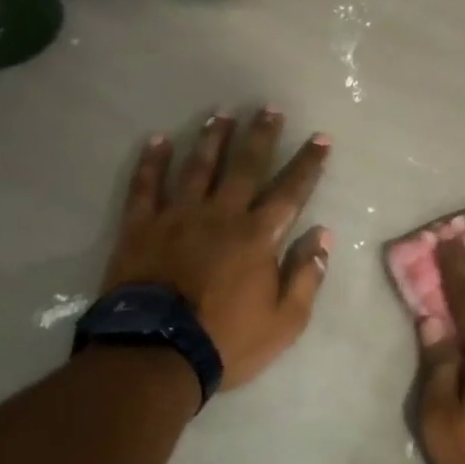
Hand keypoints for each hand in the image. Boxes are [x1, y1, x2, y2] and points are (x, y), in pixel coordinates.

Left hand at [102, 108, 331, 390]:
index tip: (321, 138)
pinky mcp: (141, 228)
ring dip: (213, 137)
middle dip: (261, 135)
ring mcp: (178, 217)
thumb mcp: (285, 320)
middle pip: (245, 165)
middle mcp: (222, 214)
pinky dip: (152, 162)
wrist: (155, 355)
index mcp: (258, 236)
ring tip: (222, 113)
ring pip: (198, 166)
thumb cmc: (226, 340)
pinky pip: (146, 186)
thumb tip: (323, 234)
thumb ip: (306, 275)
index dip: (309, 163)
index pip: (291, 190)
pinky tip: (158, 140)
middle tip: (269, 108)